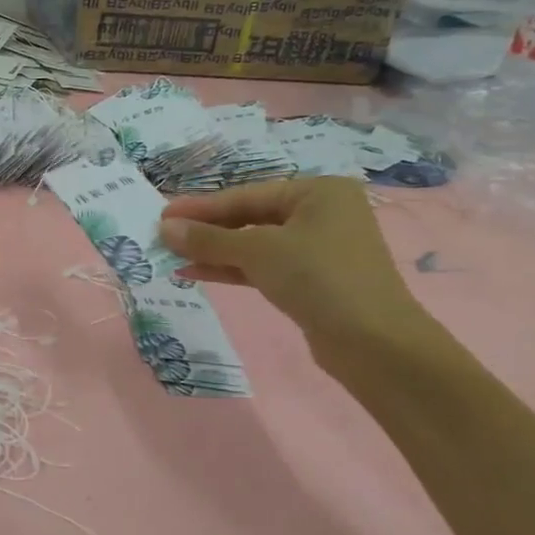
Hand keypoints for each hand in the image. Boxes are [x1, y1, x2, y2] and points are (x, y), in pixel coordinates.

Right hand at [158, 178, 427, 363]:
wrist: (373, 343)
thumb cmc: (318, 278)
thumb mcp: (257, 251)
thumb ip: (208, 238)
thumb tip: (164, 228)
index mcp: (317, 191)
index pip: (245, 194)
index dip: (200, 206)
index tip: (161, 213)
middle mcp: (320, 214)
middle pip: (249, 217)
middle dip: (205, 230)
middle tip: (163, 236)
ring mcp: (317, 249)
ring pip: (253, 244)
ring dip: (213, 251)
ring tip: (171, 256)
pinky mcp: (311, 281)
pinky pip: (262, 266)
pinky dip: (231, 269)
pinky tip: (195, 273)